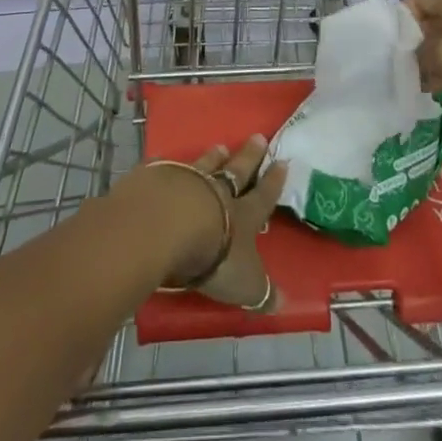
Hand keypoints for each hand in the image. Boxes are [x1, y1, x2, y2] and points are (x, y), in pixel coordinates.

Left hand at [137, 136, 287, 312]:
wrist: (168, 226)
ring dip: (213, 157)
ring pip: (204, 165)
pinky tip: (165, 160)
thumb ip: (261, 292)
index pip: (263, 197)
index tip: (282, 161)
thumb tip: (284, 303)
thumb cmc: (214, 257)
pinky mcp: (158, 179)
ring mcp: (187, 181)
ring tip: (220, 146)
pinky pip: (166, 168)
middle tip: (258, 137)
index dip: (273, 182)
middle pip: (236, 171)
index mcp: (242, 216)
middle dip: (249, 157)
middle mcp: (217, 193)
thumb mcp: (244, 283)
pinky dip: (168, 165)